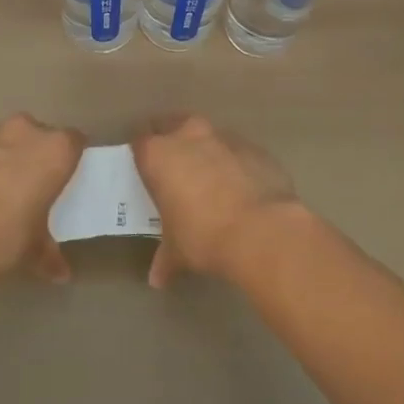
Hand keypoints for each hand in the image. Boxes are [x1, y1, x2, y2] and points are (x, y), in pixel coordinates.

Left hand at [0, 115, 83, 283]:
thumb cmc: (3, 236)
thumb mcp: (33, 251)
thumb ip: (50, 255)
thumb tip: (61, 274)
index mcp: (56, 150)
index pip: (76, 142)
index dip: (71, 159)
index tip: (65, 180)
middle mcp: (27, 130)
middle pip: (41, 135)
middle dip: (38, 155)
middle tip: (33, 186)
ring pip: (8, 138)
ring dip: (8, 155)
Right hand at [131, 114, 305, 288]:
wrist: (263, 230)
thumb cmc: (204, 237)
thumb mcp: (178, 252)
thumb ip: (165, 259)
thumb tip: (158, 279)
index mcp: (159, 155)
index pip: (140, 141)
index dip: (141, 154)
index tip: (144, 168)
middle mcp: (190, 136)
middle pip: (173, 124)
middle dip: (173, 141)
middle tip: (175, 167)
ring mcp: (226, 138)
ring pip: (209, 136)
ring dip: (207, 151)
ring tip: (210, 179)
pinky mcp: (256, 148)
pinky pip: (239, 152)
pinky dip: (236, 164)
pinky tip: (242, 189)